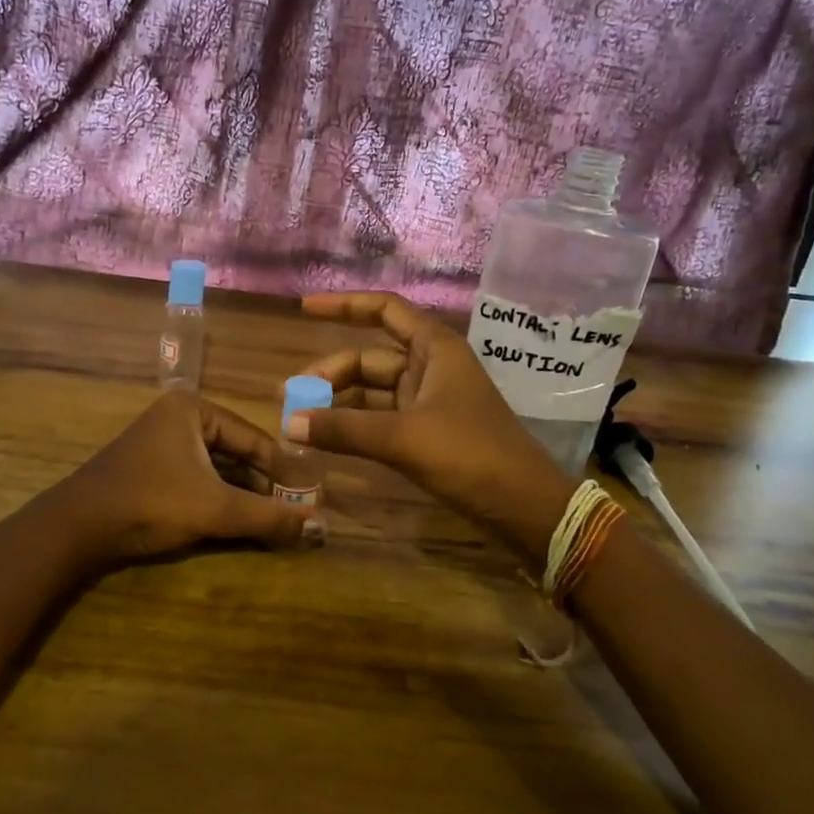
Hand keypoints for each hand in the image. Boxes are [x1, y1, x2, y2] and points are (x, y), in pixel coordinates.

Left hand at [47, 390, 322, 568]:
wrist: (75, 529)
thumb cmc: (150, 504)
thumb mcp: (216, 509)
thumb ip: (268, 517)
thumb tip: (321, 527)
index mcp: (194, 409)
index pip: (255, 439)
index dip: (285, 472)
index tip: (312, 497)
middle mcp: (179, 418)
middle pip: (237, 452)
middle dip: (264, 485)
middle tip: (296, 512)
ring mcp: (161, 443)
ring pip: (217, 468)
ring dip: (243, 494)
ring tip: (274, 520)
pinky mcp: (150, 469)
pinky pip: (197, 478)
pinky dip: (219, 499)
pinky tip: (239, 521)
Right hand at [290, 293, 574, 561]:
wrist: (524, 507)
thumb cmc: (470, 456)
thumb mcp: (403, 438)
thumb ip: (343, 429)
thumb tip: (289, 424)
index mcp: (435, 349)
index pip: (384, 310)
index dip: (344, 305)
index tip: (303, 309)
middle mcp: (432, 367)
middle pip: (370, 358)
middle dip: (330, 374)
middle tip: (290, 397)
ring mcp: (430, 401)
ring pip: (374, 391)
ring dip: (339, 402)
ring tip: (299, 419)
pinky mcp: (429, 432)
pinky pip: (382, 418)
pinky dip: (355, 425)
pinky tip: (328, 437)